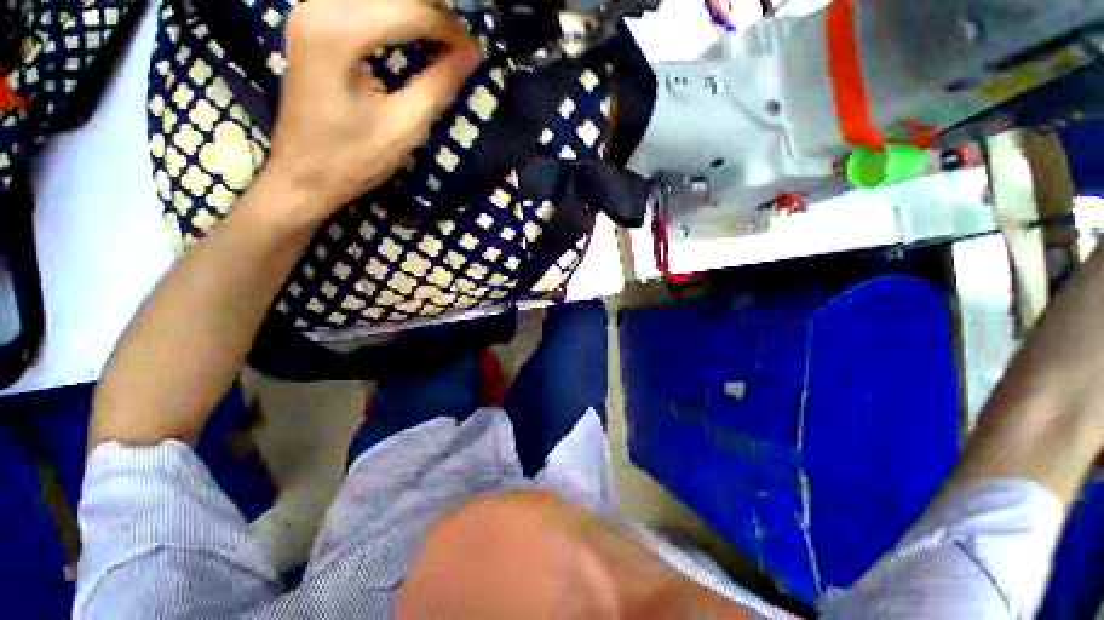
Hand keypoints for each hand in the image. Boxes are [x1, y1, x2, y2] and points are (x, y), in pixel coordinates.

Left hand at [260, 0, 480, 225]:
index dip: (448, 27)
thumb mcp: (405, 126)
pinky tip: (412, 30)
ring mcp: (311, 9)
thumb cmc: (353, 159)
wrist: (303, 175)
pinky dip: (392, 13)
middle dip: (432, 11)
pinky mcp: (313, 22)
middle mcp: (319, 5)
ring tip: (442, 35)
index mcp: (339, 32)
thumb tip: (472, 53)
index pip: (408, 10)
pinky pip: (361, 4)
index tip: (473, 49)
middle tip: (460, 40)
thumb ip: (439, 84)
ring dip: (413, 11)